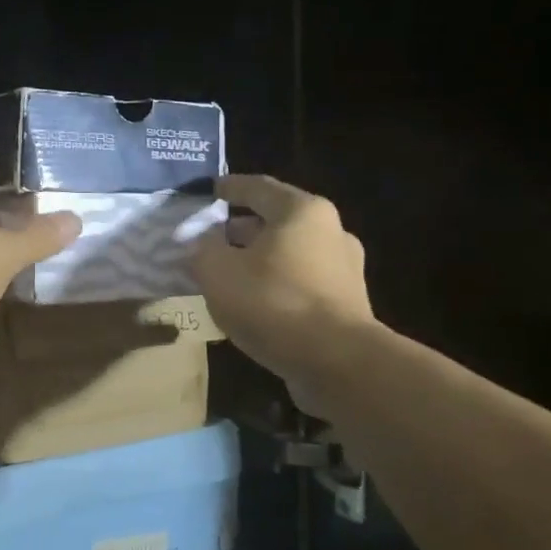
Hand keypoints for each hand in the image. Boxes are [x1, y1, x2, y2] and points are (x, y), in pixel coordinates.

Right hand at [192, 175, 376, 413]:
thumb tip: (204, 244)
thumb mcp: (217, 272)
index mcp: (301, 211)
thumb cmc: (273, 302)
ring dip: (258, 259)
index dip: (229, 188)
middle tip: (211, 239)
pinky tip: (254, 303)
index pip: (258, 187)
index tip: (210, 191)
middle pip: (276, 221)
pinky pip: (301, 282)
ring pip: (289, 253)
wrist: (337, 362)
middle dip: (240, 229)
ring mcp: (344, 268)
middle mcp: (330, 231)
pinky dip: (275, 284)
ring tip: (228, 274)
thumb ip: (203, 250)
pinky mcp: (347, 302)